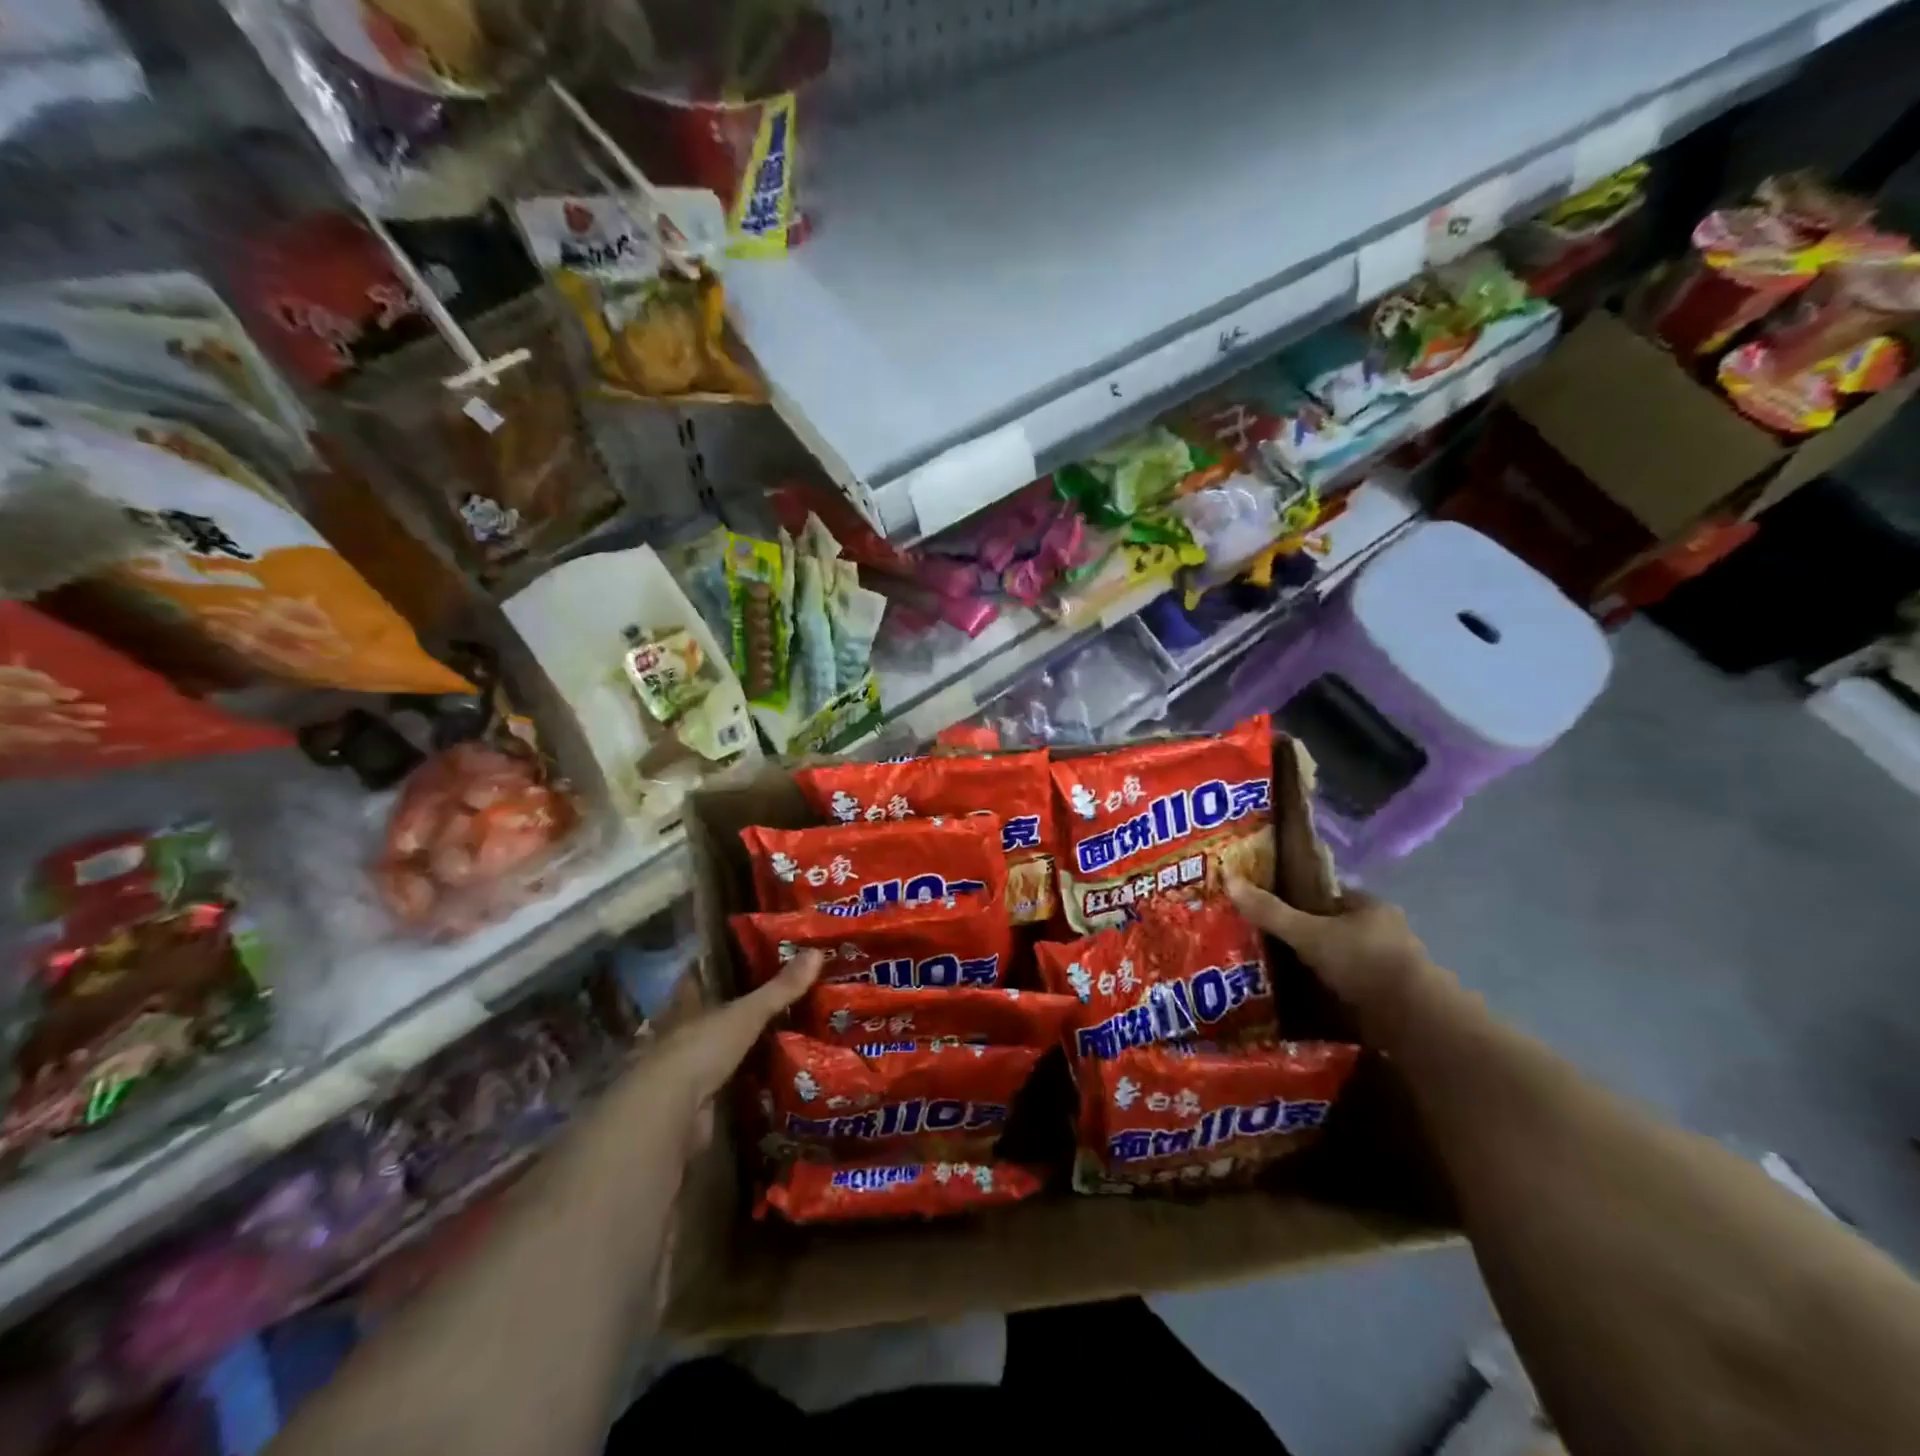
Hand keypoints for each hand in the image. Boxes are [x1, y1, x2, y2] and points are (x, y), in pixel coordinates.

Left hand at [627, 950, 821, 1154]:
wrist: (670, 1114)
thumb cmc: (701, 1049)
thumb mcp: (747, 1014)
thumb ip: (780, 989)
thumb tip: (817, 952)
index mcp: (685, 1007)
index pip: (697, 980)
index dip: (715, 970)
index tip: (742, 960)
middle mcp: (680, 1035)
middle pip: (708, 1017)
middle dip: (732, 1012)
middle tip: (775, 1002)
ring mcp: (685, 1071)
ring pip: (716, 1052)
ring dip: (738, 1051)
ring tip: (781, 1040)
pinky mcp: (694, 1104)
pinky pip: (725, 1087)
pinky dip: (742, 1084)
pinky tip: (768, 1080)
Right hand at [1226, 879, 1436, 1042]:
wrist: (1414, 1021)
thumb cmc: (1363, 962)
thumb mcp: (1309, 933)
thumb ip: (1270, 911)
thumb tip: (1228, 879)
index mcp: (1371, 906)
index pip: (1329, 895)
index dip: (1300, 899)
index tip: (1272, 910)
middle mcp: (1386, 932)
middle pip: (1336, 928)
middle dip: (1308, 936)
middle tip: (1268, 943)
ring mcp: (1391, 967)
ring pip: (1344, 959)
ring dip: (1320, 967)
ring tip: (1279, 974)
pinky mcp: (1391, 999)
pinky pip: (1351, 987)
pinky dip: (1331, 992)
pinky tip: (1305, 999)